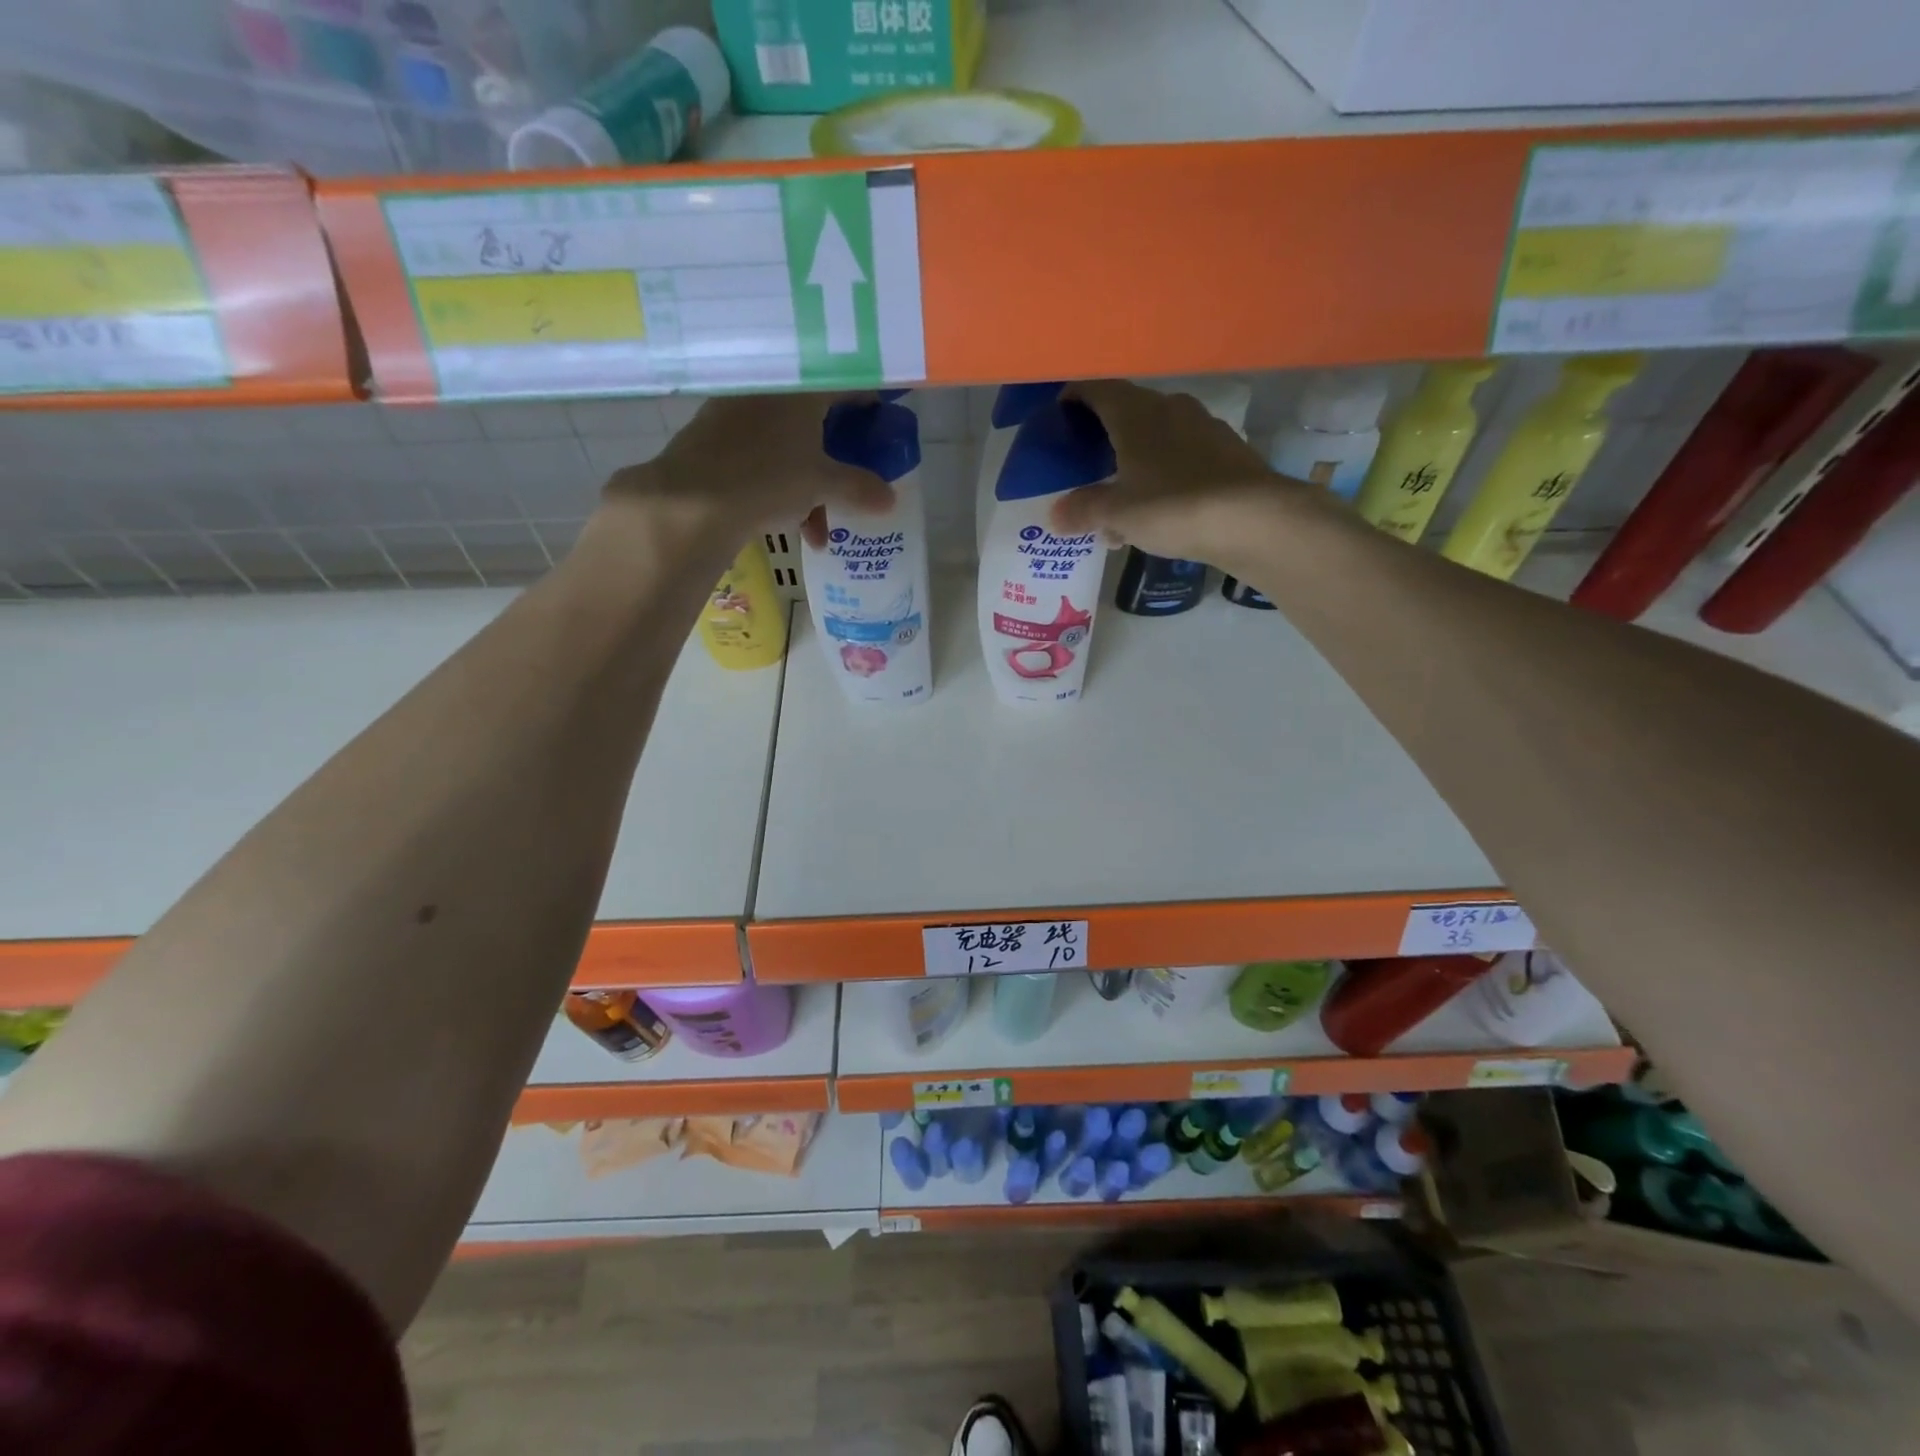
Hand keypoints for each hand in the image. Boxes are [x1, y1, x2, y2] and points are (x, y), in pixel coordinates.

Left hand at [602, 392, 892, 549]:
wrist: (692, 499)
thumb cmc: (768, 478)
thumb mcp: (822, 485)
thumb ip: (859, 488)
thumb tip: (891, 500)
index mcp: (801, 389)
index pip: (846, 383)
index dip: (868, 404)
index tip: (879, 425)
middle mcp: (768, 390)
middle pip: (815, 417)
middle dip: (835, 458)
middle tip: (849, 484)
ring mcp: (736, 411)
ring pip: (787, 444)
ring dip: (809, 485)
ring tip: (817, 530)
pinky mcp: (713, 436)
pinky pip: (760, 455)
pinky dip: (779, 483)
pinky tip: (785, 521)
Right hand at [1049, 379, 1302, 564]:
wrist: (1254, 520)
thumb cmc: (1173, 506)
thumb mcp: (1117, 513)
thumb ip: (1083, 510)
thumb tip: (1055, 516)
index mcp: (1136, 413)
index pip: (1097, 388)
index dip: (1074, 398)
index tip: (1059, 417)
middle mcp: (1170, 408)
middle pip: (1127, 413)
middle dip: (1104, 439)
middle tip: (1086, 469)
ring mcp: (1204, 428)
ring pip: (1156, 439)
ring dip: (1135, 464)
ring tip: (1121, 504)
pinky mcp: (1228, 453)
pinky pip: (1183, 458)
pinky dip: (1163, 477)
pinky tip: (1159, 513)